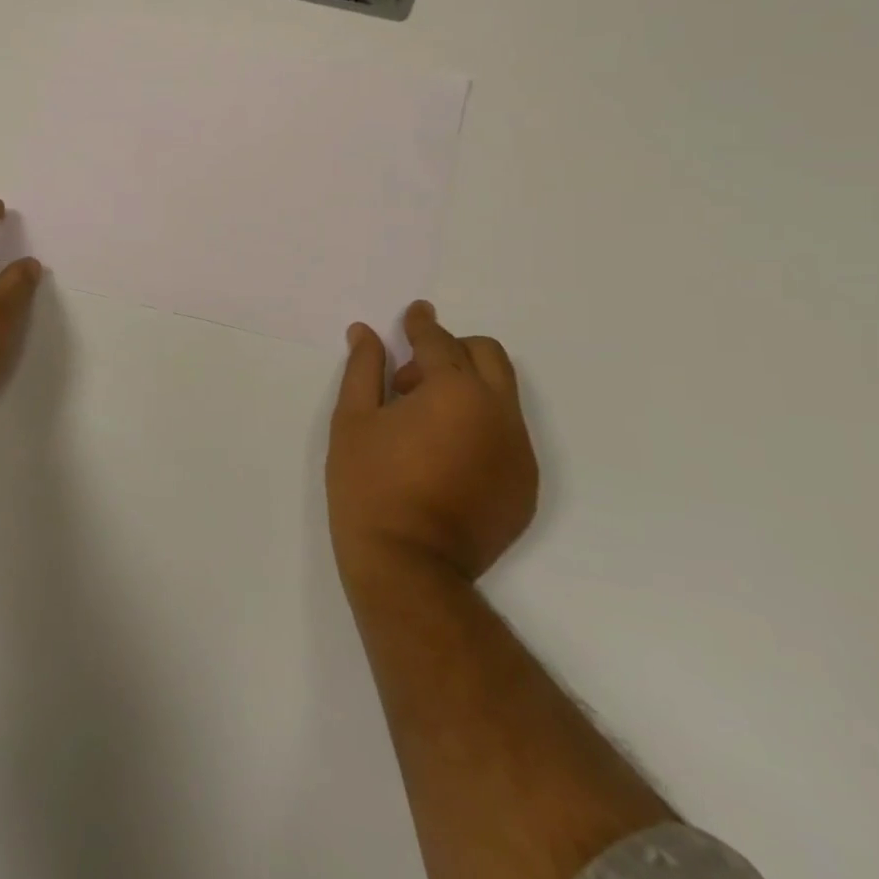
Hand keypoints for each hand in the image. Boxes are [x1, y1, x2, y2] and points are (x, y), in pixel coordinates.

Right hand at [327, 301, 538, 593]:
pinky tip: (443, 456)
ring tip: (422, 423)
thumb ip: (364, 369)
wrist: (408, 566)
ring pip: (501, 395)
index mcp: (455, 392)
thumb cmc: (369, 485)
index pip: (439, 342)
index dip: (421, 324)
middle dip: (451, 350)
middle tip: (410, 378)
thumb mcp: (353, 420)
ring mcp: (520, 452)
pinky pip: (507, 434)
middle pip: (487, 356)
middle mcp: (499, 414)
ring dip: (466, 389)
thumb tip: (367, 333)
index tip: (414, 312)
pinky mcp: (525, 485)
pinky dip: (479, 426)